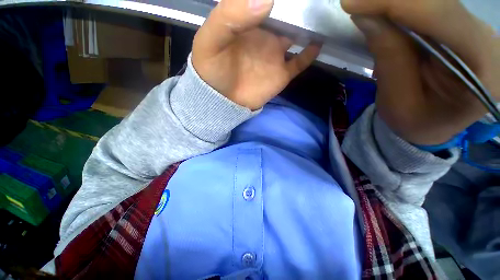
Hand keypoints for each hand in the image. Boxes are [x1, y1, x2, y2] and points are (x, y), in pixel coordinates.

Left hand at [192, 0, 320, 110]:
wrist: (222, 101)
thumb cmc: (212, 71)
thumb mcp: (211, 40)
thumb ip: (231, 16)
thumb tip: (266, 0)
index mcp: (246, 22)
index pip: (263, 1)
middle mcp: (263, 35)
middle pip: (285, 14)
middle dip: (297, 5)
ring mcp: (275, 55)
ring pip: (296, 35)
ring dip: (308, 24)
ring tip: (322, 10)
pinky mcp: (281, 74)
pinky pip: (299, 62)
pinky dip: (310, 53)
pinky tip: (319, 42)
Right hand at [341, 0, 499, 144]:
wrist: (432, 125)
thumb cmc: (416, 121)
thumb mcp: (398, 100)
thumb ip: (389, 57)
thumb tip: (367, 17)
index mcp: (483, 71)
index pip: (443, 18)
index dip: (397, 3)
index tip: (353, 3)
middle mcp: (488, 42)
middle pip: (440, 2)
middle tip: (356, 3)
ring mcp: (476, 31)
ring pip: (435, 0)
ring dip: (395, 1)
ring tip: (365, 7)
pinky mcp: (462, 26)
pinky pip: (432, 6)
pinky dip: (403, 6)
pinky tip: (383, 10)